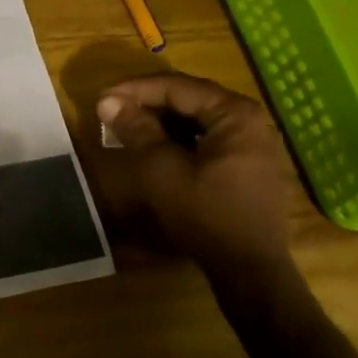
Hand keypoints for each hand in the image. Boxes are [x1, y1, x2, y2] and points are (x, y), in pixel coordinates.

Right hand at [96, 73, 290, 269]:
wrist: (249, 270)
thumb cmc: (206, 214)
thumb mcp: (162, 169)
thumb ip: (137, 130)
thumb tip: (107, 102)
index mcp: (235, 113)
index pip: (178, 87)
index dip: (136, 89)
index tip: (103, 97)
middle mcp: (251, 120)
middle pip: (191, 99)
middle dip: (149, 103)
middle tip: (113, 109)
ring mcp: (254, 143)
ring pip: (199, 119)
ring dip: (163, 120)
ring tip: (129, 125)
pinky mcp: (249, 164)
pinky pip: (209, 138)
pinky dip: (180, 138)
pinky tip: (156, 146)